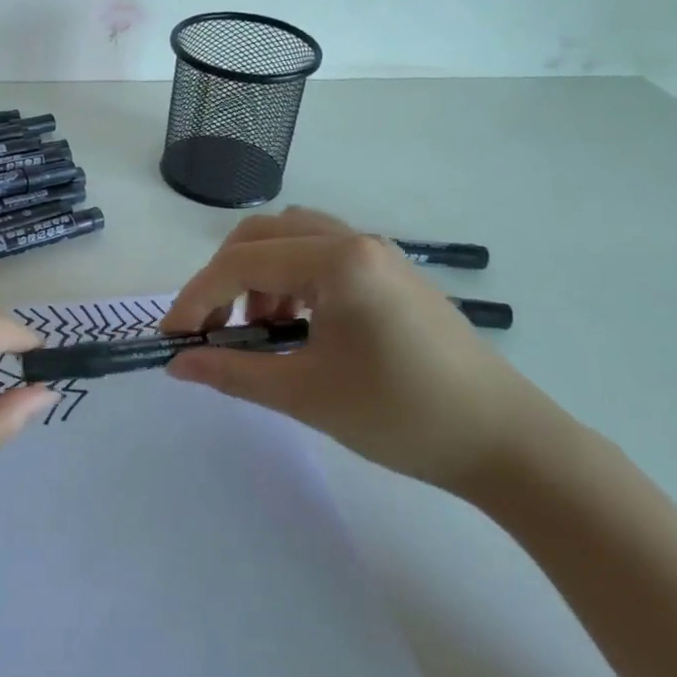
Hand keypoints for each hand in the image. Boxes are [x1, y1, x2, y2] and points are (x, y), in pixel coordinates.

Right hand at [161, 207, 555, 491]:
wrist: (505, 442)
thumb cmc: (401, 415)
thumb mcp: (305, 395)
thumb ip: (232, 371)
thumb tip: (176, 363)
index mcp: (337, 261)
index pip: (243, 263)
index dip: (197, 297)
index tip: (172, 337)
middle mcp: (355, 241)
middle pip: (263, 234)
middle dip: (224, 277)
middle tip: (211, 326)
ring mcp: (377, 254)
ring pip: (292, 240)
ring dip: (259, 275)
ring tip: (258, 331)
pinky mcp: (390, 273)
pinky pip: (321, 256)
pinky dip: (291, 281)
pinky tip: (297, 328)